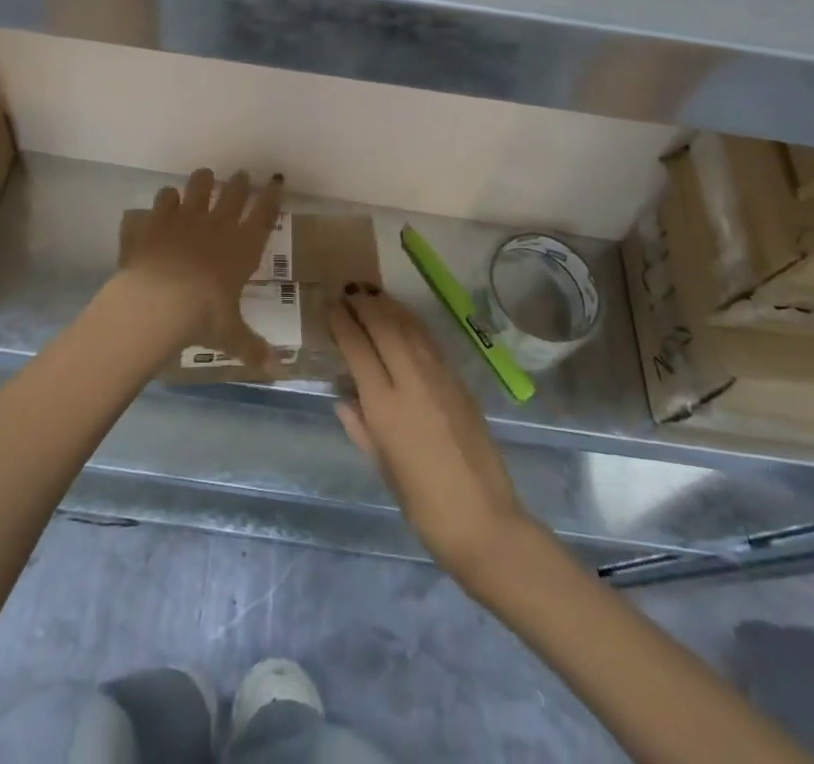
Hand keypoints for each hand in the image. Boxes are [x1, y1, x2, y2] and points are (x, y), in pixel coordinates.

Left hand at [116, 168, 284, 369]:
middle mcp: (219, 225)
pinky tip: (167, 201)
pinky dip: (168, 197)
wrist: (158, 301)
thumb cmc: (203, 317)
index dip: (272, 197)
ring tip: (205, 177)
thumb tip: (278, 369)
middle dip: (240, 182)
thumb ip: (253, 348)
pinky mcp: (159, 219)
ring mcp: (187, 217)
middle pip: (234, 192)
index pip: (265, 214)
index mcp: (244, 247)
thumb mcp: (232, 336)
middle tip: (241, 176)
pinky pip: (166, 197)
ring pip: (199, 185)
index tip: (275, 182)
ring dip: (204, 180)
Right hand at [330, 292, 531, 577]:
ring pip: (409, 327)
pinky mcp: (460, 382)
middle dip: (364, 305)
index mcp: (385, 406)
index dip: (342, 323)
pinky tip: (404, 320)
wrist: (483, 521)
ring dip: (388, 306)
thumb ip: (361, 427)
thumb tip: (344, 397)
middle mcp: (411, 382)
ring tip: (372, 294)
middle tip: (348, 292)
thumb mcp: (383, 467)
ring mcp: (439, 378)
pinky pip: (429, 341)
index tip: (329, 306)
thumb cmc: (423, 504)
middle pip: (384, 327)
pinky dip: (411, 323)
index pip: (358, 349)